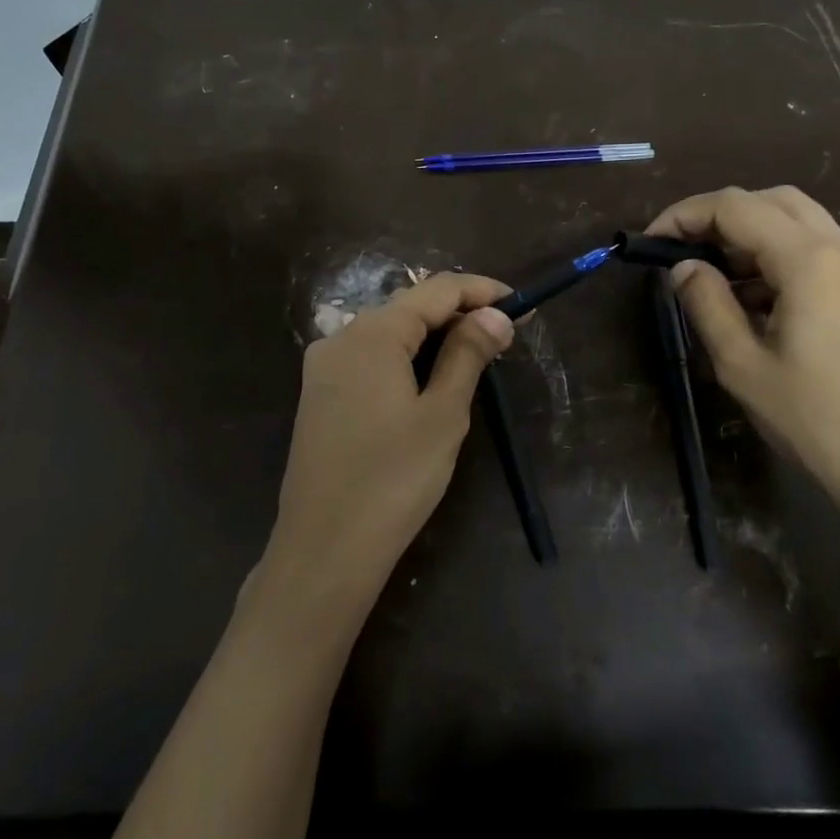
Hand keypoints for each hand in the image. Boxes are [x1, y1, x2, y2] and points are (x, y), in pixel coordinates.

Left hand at [263, 273, 514, 609]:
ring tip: (475, 357)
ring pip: (388, 333)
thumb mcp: (443, 414)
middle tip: (503, 337)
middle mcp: (341, 338)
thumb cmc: (394, 480)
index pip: (436, 289)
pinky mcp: (318, 395)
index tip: (521, 304)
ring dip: (432, 337)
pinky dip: (405, 359)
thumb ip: (468, 355)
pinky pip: (369, 359)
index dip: (481, 291)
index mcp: (372, 334)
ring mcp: (323, 367)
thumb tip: (495, 315)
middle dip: (458, 314)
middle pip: (408, 307)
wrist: (325, 548)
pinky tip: (428, 381)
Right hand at [647, 186, 839, 522]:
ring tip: (712, 276)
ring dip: (749, 235)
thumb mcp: (742, 364)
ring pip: (798, 222)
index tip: (651, 242)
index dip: (686, 215)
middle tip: (682, 251)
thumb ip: (707, 304)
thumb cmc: (814, 419)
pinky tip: (753, 299)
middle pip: (771, 201)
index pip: (736, 206)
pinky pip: (817, 251)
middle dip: (719, 216)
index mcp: (810, 261)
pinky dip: (777, 256)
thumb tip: (684, 268)